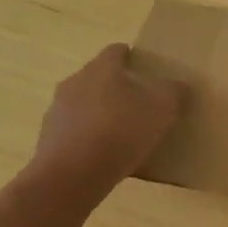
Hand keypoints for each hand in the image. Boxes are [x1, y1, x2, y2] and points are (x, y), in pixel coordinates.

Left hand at [29, 43, 185, 196]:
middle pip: (98, 77)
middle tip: (138, 103)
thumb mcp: (161, 110)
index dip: (132, 58)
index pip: (116, 51)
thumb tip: (179, 84)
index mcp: (102, 68)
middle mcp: (75, 81)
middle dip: (116, 86)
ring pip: (83, 103)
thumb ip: (173, 92)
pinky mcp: (48, 137)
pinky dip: (87, 137)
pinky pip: (73, 130)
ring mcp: (57, 110)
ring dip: (99, 112)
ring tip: (120, 133)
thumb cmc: (120, 132)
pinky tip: (103, 155)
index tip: (145, 70)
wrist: (72, 175)